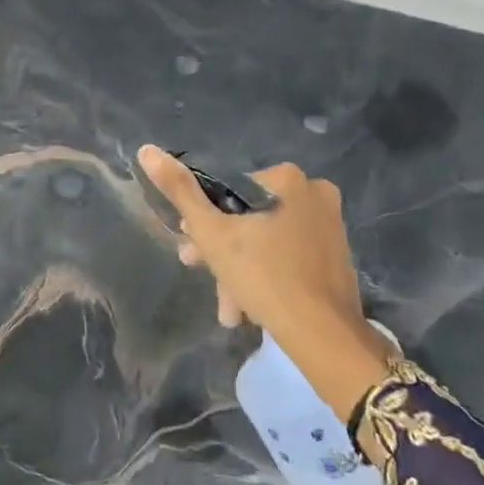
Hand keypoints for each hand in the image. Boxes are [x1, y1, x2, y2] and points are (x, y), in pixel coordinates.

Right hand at [136, 146, 395, 417]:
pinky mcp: (337, 255)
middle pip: (249, 216)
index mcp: (287, 179)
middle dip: (221, 248)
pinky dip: (267, 274)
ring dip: (240, 268)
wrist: (322, 334)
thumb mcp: (211, 232)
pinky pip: (289, 255)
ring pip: (267, 239)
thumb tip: (146, 150)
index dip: (203, 218)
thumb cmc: (262, 275)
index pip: (228, 190)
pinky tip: (250, 306)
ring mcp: (331, 225)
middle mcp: (315, 193)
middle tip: (201, 271)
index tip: (189, 245)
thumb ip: (179, 190)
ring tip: (227, 307)